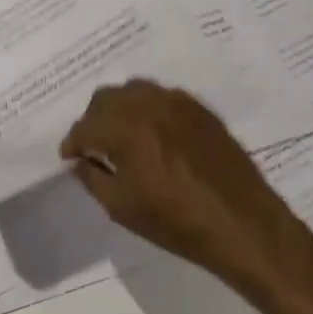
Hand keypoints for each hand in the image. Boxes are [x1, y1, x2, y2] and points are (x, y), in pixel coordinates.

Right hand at [60, 80, 304, 290]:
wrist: (242, 224)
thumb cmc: (177, 222)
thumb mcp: (122, 208)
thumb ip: (92, 178)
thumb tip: (79, 161)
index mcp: (126, 129)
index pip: (85, 126)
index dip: (72, 143)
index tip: (70, 158)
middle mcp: (149, 105)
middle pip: (106, 98)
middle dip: (93, 120)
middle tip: (93, 146)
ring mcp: (178, 102)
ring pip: (134, 90)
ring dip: (119, 109)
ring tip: (121, 136)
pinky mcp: (200, 108)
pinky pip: (162, 96)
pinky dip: (148, 109)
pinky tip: (153, 134)